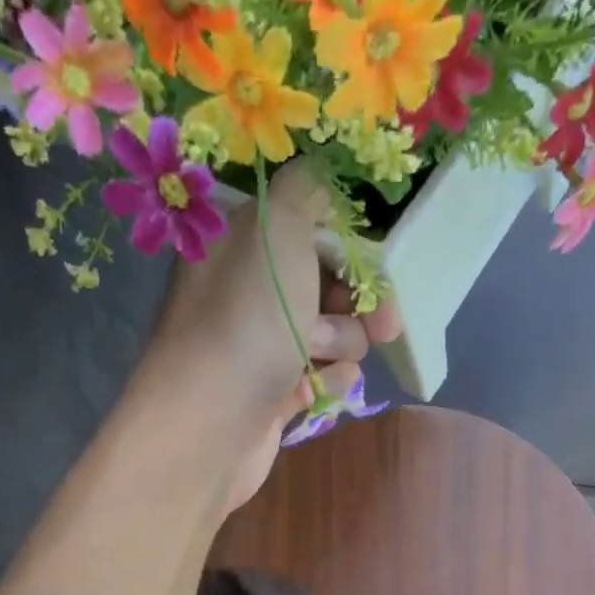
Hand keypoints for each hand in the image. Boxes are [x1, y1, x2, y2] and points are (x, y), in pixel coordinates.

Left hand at [142, 162, 402, 512]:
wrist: (212, 423)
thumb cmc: (246, 319)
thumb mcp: (278, 226)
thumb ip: (308, 187)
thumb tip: (322, 171)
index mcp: (242, 241)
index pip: (311, 227)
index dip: (352, 246)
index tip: (379, 263)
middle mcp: (250, 289)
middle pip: (330, 283)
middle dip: (356, 302)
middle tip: (383, 324)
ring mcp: (263, 344)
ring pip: (335, 332)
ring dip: (340, 343)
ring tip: (314, 358)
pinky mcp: (275, 391)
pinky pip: (324, 374)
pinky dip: (327, 380)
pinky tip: (311, 390)